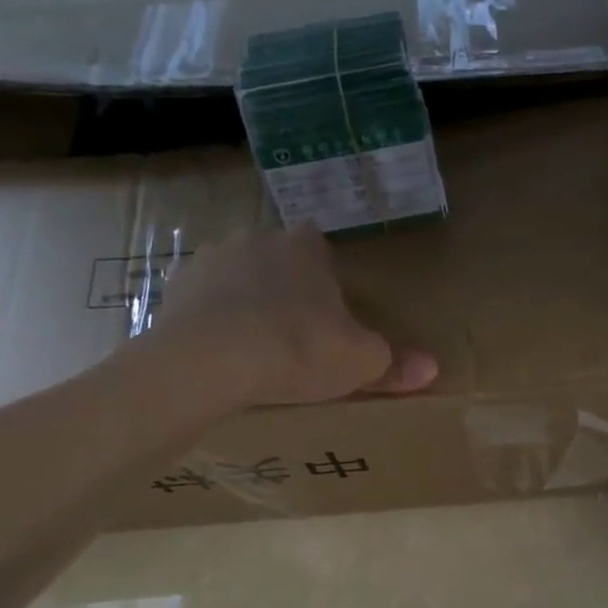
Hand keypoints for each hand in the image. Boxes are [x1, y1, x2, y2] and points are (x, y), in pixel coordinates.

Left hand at [145, 224, 438, 407]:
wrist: (207, 361)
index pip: (321, 251)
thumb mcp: (360, 362)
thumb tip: (433, 368)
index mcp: (305, 247)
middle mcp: (256, 239)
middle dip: (286, 294)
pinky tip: (222, 360)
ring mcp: (209, 261)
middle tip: (297, 340)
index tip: (329, 319)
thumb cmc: (297, 349)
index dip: (327, 284)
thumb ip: (395, 363)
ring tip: (257, 354)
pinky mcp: (174, 290)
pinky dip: (212, 326)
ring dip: (247, 307)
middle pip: (279, 264)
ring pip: (238, 282)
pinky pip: (203, 306)